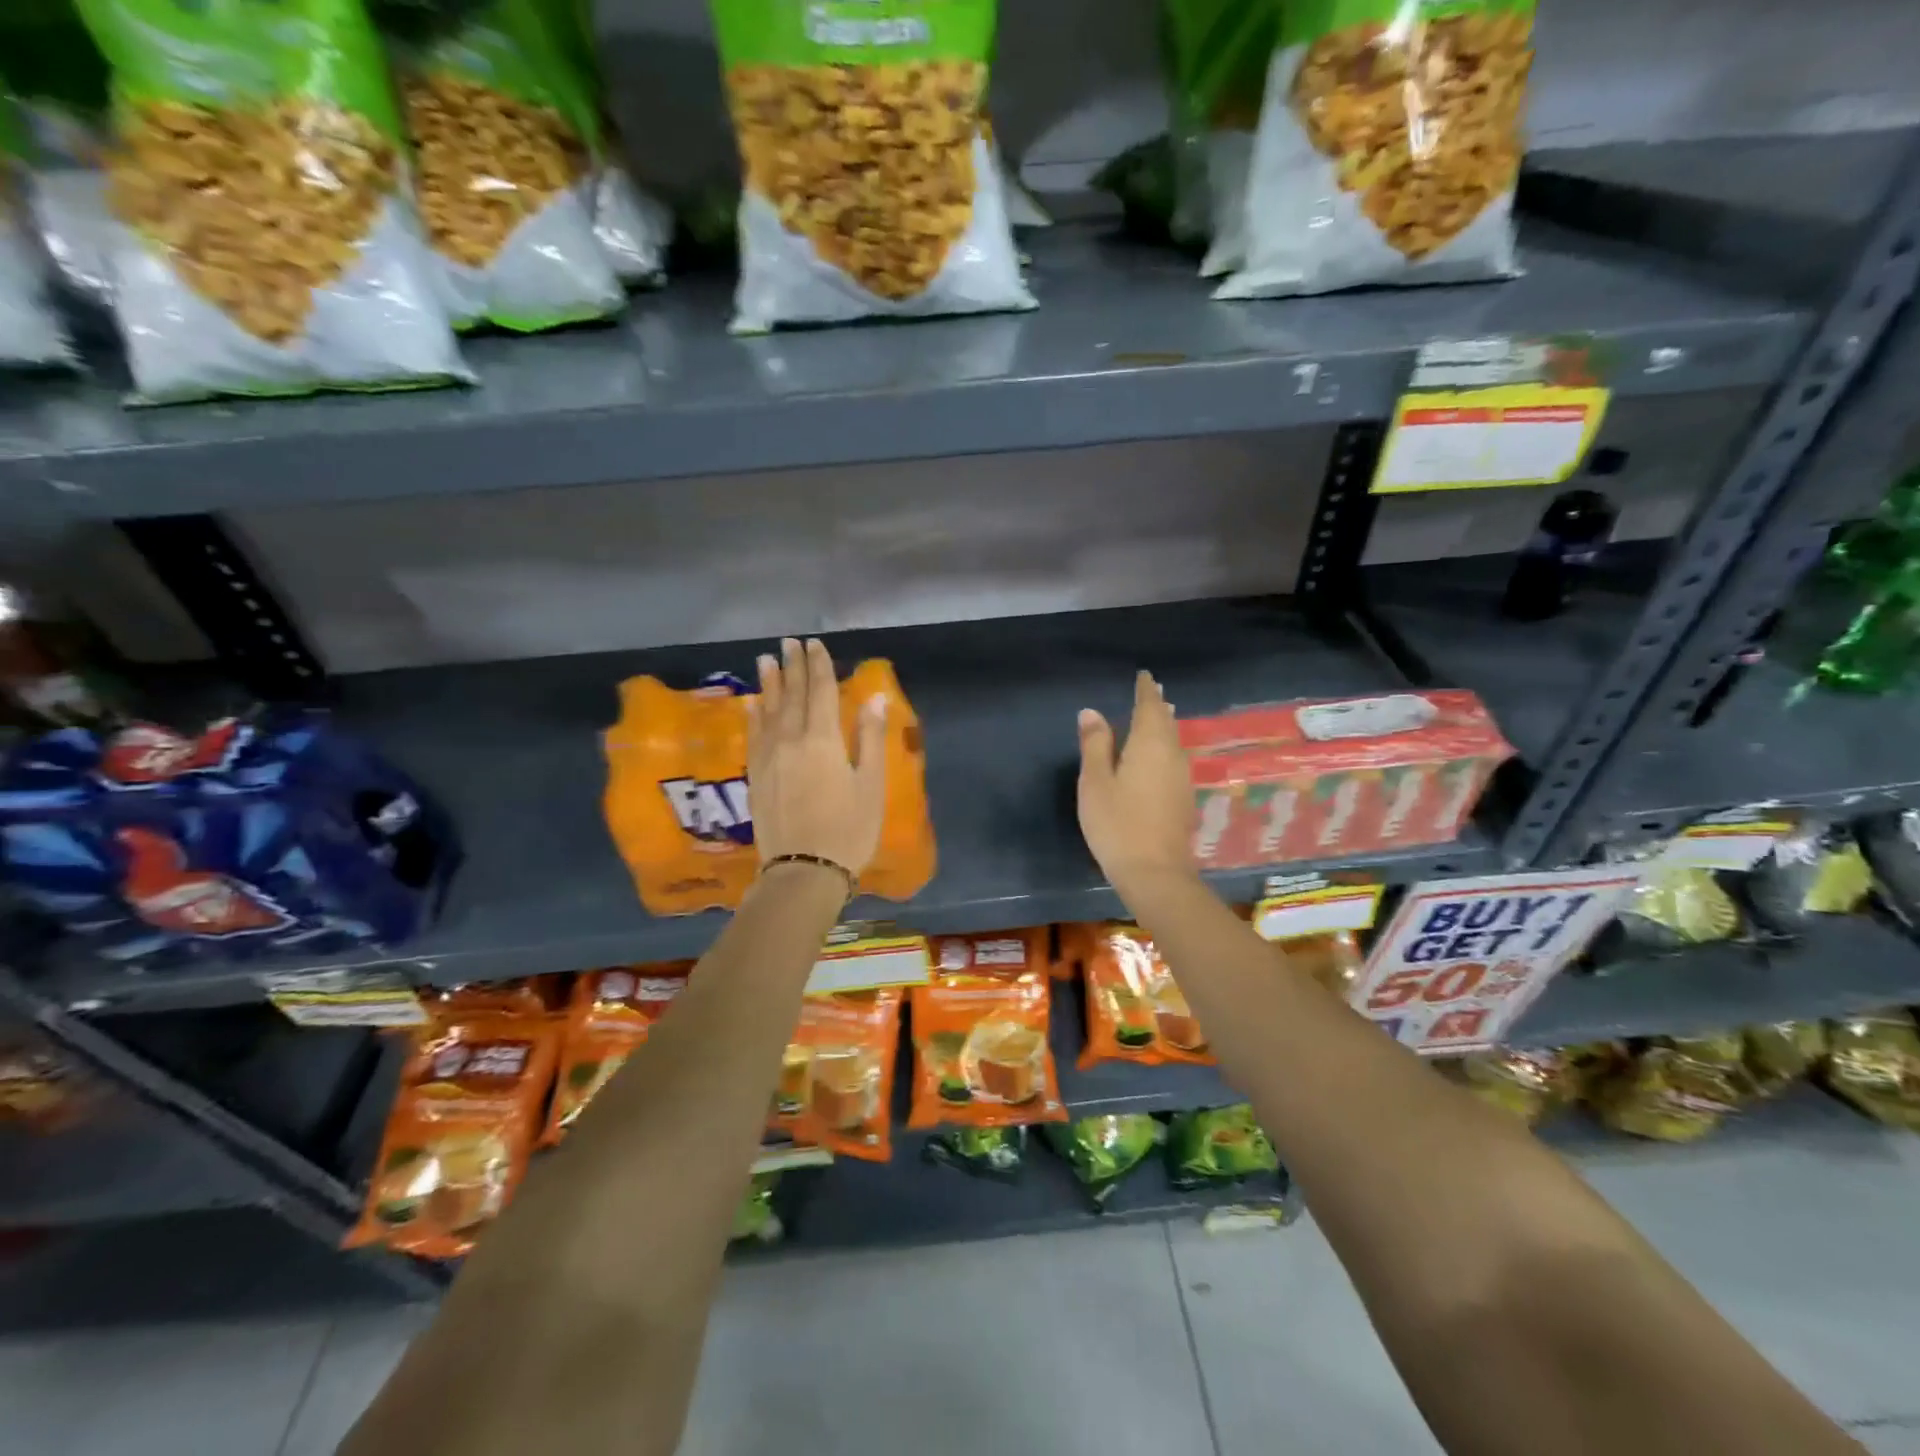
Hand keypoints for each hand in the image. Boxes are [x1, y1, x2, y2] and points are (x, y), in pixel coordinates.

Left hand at [747, 638, 887, 880]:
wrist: (803, 871)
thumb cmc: (848, 830)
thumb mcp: (870, 785)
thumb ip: (870, 738)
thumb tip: (874, 697)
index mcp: (823, 740)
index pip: (820, 692)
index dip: (819, 666)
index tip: (815, 644)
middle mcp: (790, 740)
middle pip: (793, 695)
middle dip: (793, 667)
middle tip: (789, 642)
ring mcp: (769, 757)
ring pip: (768, 710)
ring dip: (769, 684)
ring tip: (766, 660)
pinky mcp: (756, 775)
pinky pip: (752, 735)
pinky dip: (754, 715)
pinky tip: (752, 703)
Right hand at [1077, 671, 1198, 897]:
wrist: (1155, 872)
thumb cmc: (1117, 823)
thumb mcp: (1096, 782)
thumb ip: (1095, 744)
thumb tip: (1092, 712)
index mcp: (1150, 745)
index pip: (1149, 707)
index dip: (1145, 690)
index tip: (1144, 676)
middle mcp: (1172, 755)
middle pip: (1166, 722)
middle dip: (1157, 706)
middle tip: (1150, 691)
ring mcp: (1181, 778)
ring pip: (1172, 741)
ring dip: (1163, 726)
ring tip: (1156, 716)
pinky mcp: (1182, 798)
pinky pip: (1173, 759)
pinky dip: (1164, 747)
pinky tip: (1157, 756)